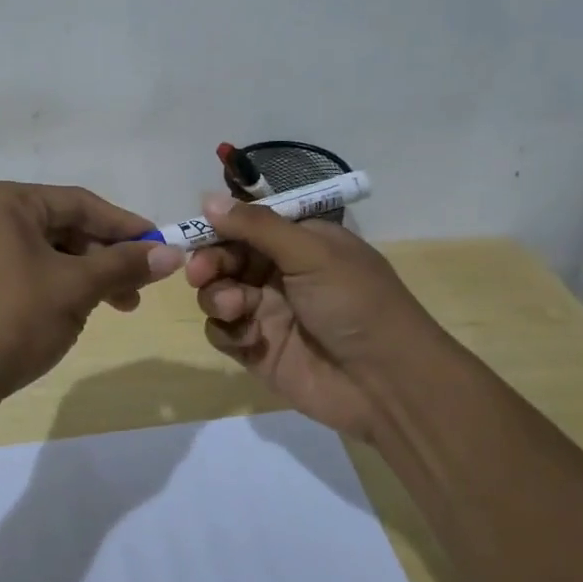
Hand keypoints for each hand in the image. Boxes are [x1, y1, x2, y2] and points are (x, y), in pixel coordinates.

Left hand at [0, 182, 184, 409]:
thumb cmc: (11, 318)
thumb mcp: (75, 288)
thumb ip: (123, 266)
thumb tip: (173, 253)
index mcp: (7, 202)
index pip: (80, 203)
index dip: (125, 225)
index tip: (162, 246)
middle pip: (66, 227)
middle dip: (108, 256)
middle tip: (142, 285)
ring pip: (52, 253)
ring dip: (90, 276)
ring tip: (121, 306)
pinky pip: (33, 273)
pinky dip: (63, 287)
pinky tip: (83, 312)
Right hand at [185, 194, 439, 442]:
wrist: (387, 383)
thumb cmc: (355, 303)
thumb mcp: (311, 253)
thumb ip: (257, 226)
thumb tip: (208, 198)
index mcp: (299, 243)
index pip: (247, 225)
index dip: (219, 228)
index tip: (195, 233)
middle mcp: (280, 274)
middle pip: (226, 258)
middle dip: (210, 263)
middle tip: (200, 273)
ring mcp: (267, 313)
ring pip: (218, 293)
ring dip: (217, 296)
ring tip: (235, 307)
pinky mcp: (257, 350)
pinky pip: (223, 332)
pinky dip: (226, 330)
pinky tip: (247, 337)